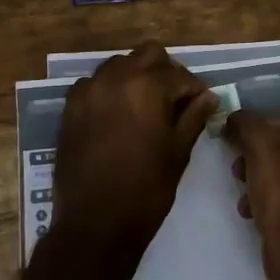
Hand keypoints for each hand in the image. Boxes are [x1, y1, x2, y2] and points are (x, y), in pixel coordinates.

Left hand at [51, 41, 216, 272]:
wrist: (94, 224)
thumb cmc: (145, 191)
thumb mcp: (178, 153)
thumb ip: (193, 117)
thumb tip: (209, 96)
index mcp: (147, 87)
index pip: (180, 75)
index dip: (194, 89)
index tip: (201, 104)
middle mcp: (116, 78)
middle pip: (148, 55)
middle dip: (165, 72)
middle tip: (174, 100)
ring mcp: (89, 90)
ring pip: (119, 64)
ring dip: (136, 76)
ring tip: (146, 106)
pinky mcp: (70, 106)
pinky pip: (95, 83)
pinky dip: (110, 89)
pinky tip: (117, 115)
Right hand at [225, 113, 279, 279]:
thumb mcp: (260, 145)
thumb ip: (245, 124)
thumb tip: (234, 118)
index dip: (261, 132)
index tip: (239, 146)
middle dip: (261, 161)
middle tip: (238, 172)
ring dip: (264, 183)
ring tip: (244, 198)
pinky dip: (278, 205)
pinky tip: (255, 215)